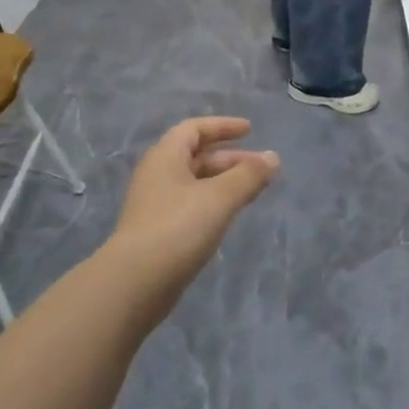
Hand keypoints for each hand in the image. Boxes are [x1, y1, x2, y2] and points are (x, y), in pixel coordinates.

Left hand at [111, 117, 278, 321]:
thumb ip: (248, 176)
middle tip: (262, 168)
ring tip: (253, 192)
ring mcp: (156, 205)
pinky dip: (214, 202)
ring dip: (224, 182)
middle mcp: (157, 175)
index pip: (194, 129)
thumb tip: (273, 157)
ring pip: (196, 183)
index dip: (223, 126)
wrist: (136, 282)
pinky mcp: (159, 231)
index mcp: (165, 157)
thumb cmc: (178, 228)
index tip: (250, 130)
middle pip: (197, 156)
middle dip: (231, 159)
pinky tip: (229, 216)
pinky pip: (191, 205)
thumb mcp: (220, 198)